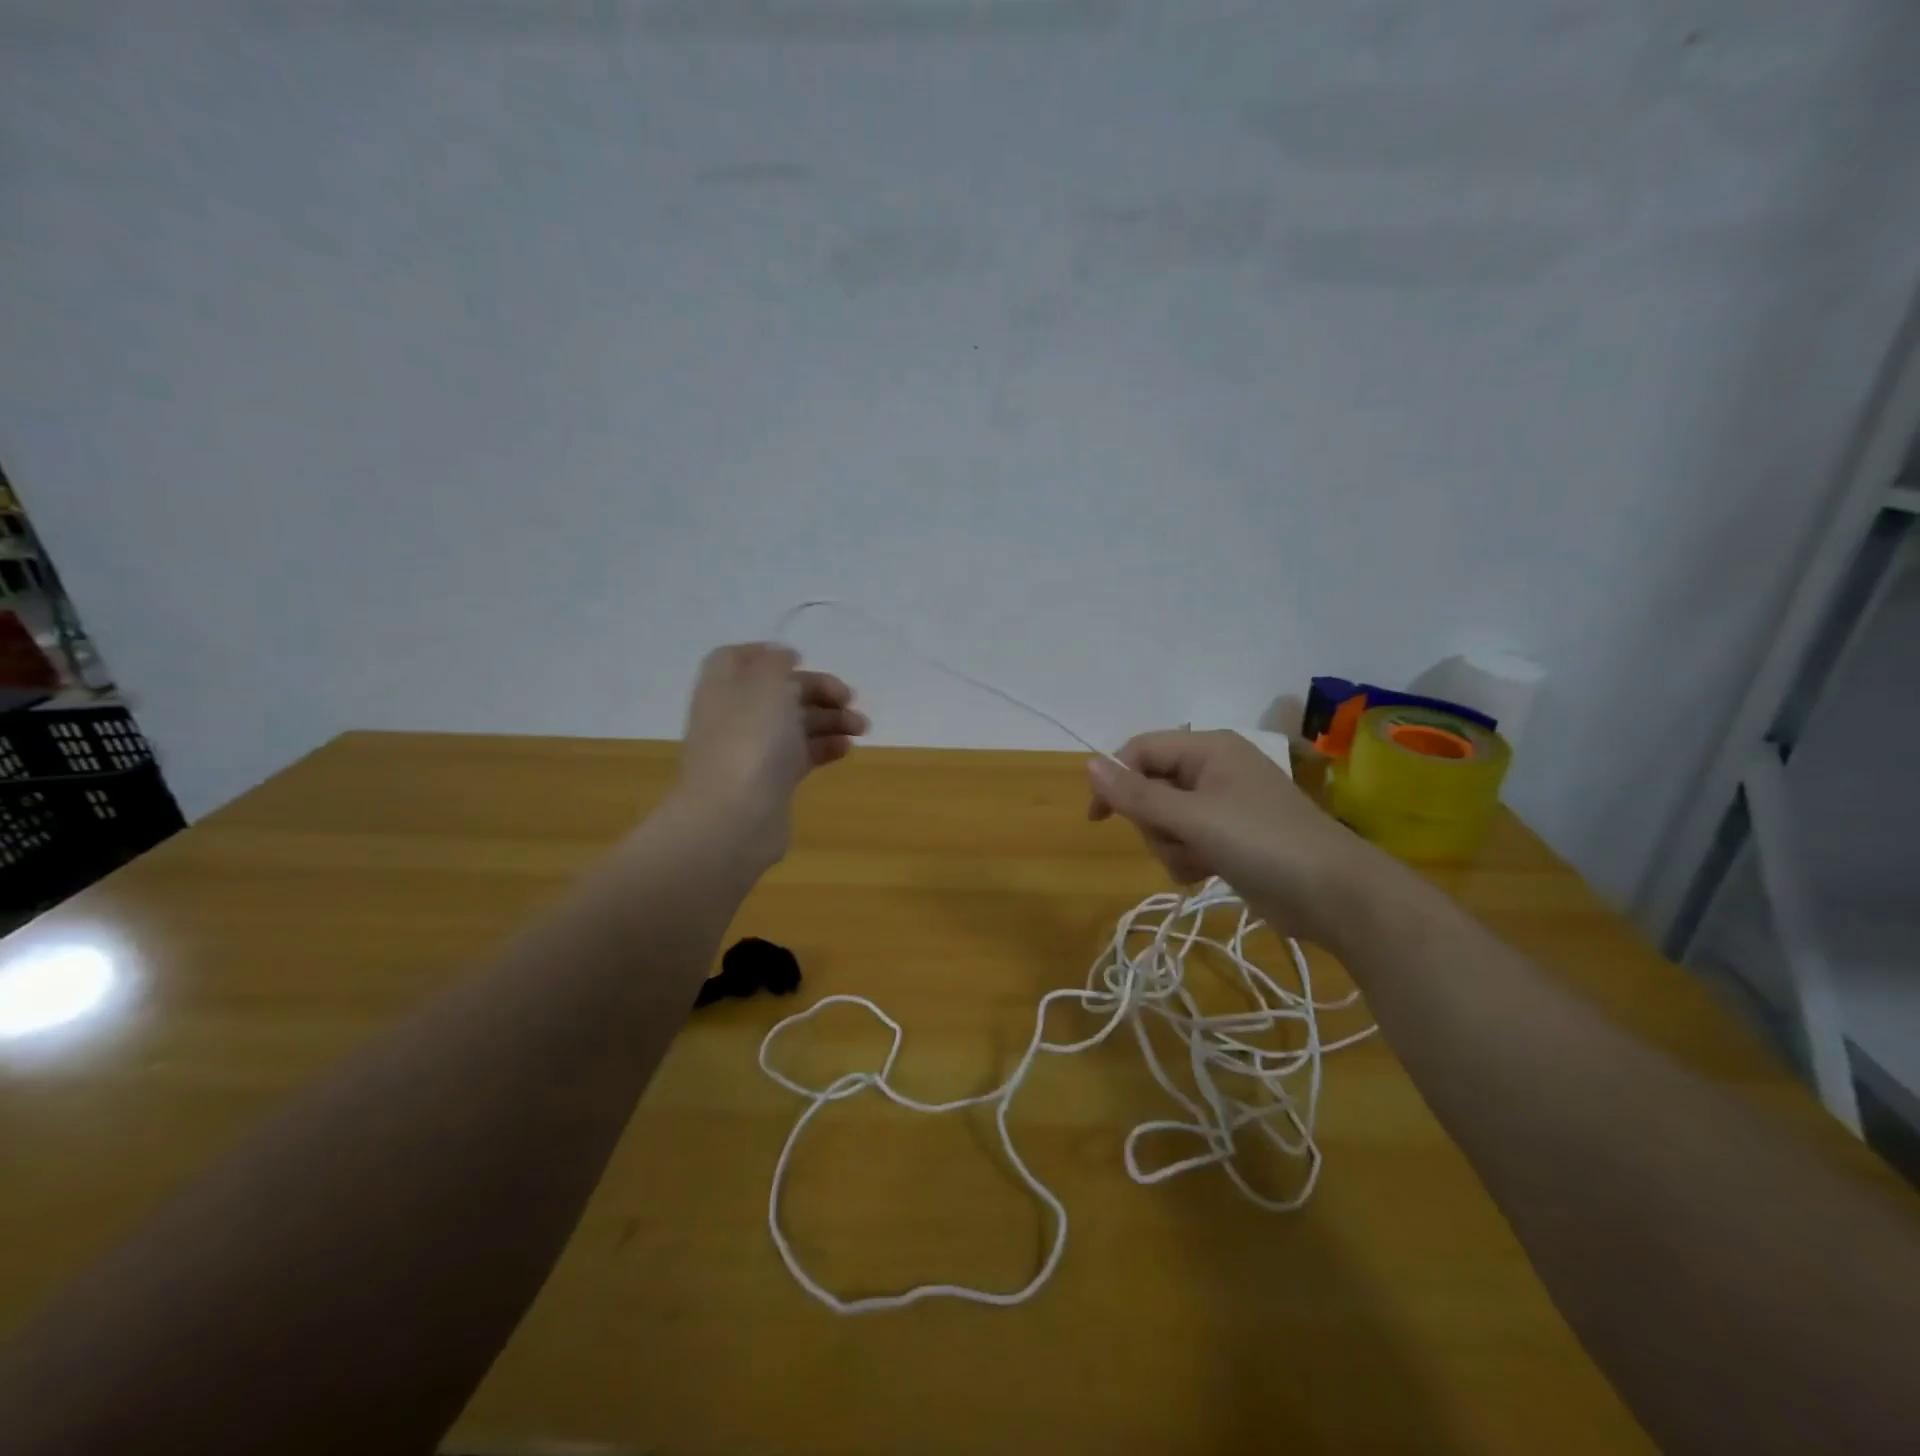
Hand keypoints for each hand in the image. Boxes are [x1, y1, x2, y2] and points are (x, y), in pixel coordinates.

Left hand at [676, 643, 866, 869]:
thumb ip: (775, 662)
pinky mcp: (772, 780)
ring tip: (862, 727)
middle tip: (850, 697)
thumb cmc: (750, 741)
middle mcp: (736, 715)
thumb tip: (783, 656)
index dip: (769, 655)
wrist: (734, 818)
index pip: (739, 659)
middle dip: (817, 690)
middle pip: (779, 692)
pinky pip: (802, 755)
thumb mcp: (765, 684)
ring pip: (796, 724)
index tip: (802, 659)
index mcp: (725, 686)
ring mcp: (754, 750)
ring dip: (830, 719)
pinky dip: (825, 747)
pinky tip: (847, 748)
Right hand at [1087, 730, 1383, 944]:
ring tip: (1198, 861)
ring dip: (1170, 845)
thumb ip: (1137, 795)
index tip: (1098, 818)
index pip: (1141, 751)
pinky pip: (1185, 840)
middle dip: (1154, 822)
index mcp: (1209, 749)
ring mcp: (1222, 806)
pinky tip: (1205, 873)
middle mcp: (1213, 770)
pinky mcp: (1229, 838)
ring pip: (1165, 819)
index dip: (1115, 780)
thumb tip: (1089, 764)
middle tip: (1177, 839)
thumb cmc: (1263, 843)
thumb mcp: (1193, 817)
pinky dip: (1187, 858)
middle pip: (1150, 788)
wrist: (1335, 895)